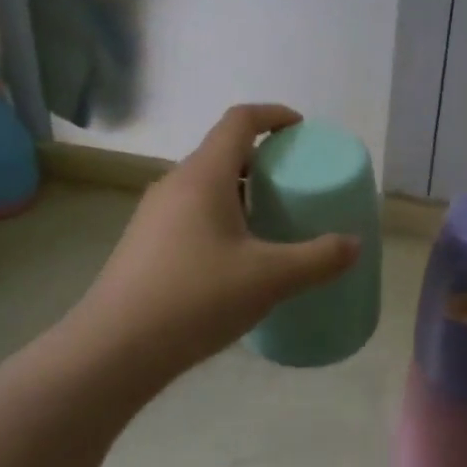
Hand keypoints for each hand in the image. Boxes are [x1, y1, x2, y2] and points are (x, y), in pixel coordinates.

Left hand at [73, 105, 359, 382]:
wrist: (112, 352)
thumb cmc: (195, 298)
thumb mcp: (269, 278)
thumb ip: (318, 259)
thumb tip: (354, 244)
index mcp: (204, 176)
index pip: (239, 120)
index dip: (274, 115)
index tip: (301, 129)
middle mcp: (175, 184)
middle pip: (223, 151)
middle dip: (263, 158)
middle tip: (295, 181)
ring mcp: (154, 215)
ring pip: (206, 184)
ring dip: (242, 190)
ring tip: (272, 219)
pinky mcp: (144, 244)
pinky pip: (192, 211)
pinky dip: (222, 215)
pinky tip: (237, 257)